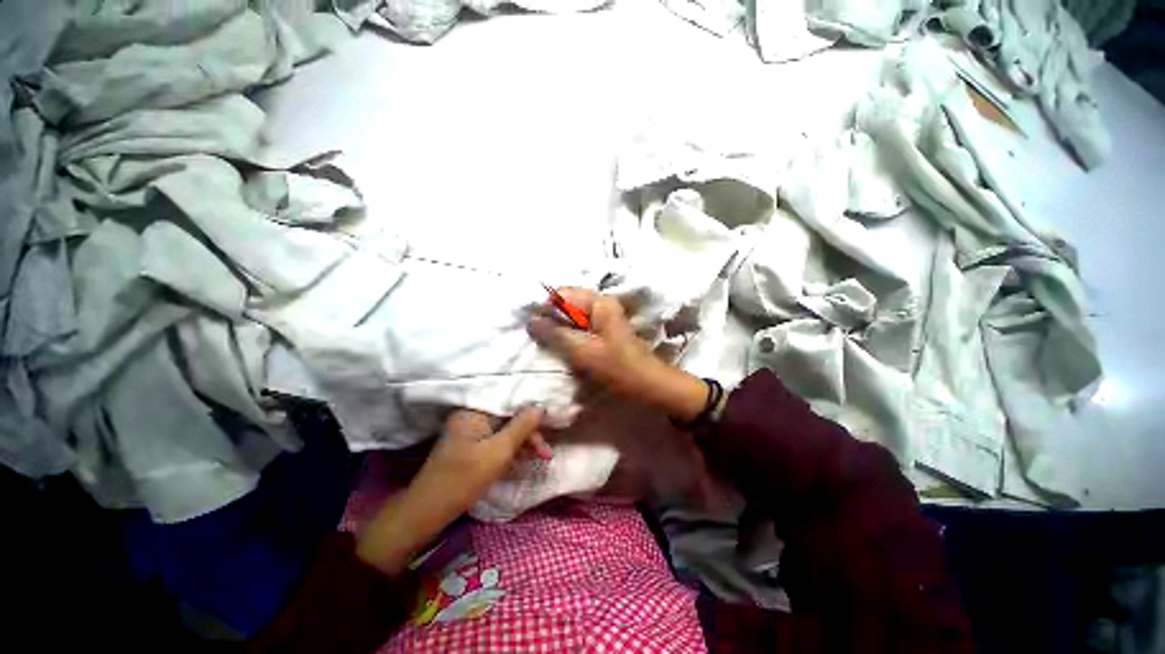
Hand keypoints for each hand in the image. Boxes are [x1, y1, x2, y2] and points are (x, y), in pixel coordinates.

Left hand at [356, 408, 544, 574]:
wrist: (428, 512)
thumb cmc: (464, 479)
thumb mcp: (498, 452)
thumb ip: (521, 427)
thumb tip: (540, 407)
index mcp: (474, 412)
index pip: (509, 402)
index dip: (531, 412)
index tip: (549, 424)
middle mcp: (471, 416)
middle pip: (508, 418)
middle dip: (529, 434)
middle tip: (546, 452)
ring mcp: (470, 432)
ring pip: (504, 431)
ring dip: (523, 443)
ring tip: (542, 457)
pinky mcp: (470, 446)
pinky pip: (496, 441)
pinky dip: (511, 450)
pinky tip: (525, 459)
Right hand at [528, 288, 707, 422]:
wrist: (645, 383)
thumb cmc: (616, 367)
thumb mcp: (582, 351)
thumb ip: (556, 334)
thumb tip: (531, 320)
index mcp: (599, 302)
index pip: (562, 294)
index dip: (545, 307)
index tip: (531, 326)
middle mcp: (601, 303)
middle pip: (566, 303)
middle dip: (551, 319)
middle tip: (537, 337)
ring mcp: (602, 316)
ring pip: (571, 316)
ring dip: (558, 328)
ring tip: (547, 343)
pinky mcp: (602, 329)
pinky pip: (578, 325)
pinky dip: (568, 334)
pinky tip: (562, 347)